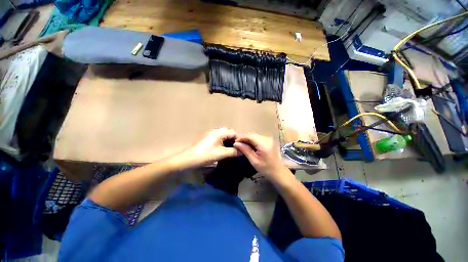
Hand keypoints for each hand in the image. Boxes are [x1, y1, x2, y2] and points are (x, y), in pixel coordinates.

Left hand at [178, 128, 239, 167]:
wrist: (187, 160)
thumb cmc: (205, 155)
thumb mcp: (221, 154)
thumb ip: (233, 151)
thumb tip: (242, 151)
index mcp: (219, 132)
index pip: (233, 132)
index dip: (239, 139)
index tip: (243, 147)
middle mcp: (215, 131)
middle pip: (229, 133)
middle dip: (234, 140)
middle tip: (238, 148)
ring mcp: (211, 135)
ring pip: (224, 136)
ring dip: (229, 141)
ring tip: (232, 150)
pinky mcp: (208, 139)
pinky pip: (219, 138)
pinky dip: (223, 143)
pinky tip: (224, 150)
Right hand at [234, 133, 287, 180]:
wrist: (278, 171)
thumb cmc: (266, 168)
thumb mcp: (254, 160)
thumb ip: (245, 150)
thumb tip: (236, 143)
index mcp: (263, 144)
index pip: (249, 136)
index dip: (241, 138)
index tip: (235, 143)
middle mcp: (266, 139)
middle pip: (252, 134)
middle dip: (244, 138)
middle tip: (237, 144)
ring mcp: (268, 139)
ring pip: (254, 135)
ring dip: (248, 139)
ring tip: (242, 145)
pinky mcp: (269, 140)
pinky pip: (258, 137)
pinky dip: (252, 140)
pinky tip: (249, 145)